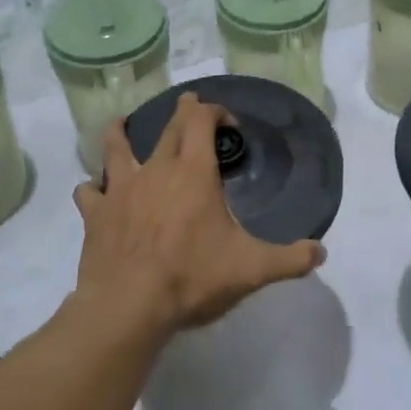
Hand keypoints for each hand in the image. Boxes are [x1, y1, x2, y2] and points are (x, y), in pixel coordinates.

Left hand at [71, 95, 324, 337]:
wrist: (129, 305)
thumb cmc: (192, 277)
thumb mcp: (251, 269)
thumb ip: (290, 259)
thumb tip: (320, 252)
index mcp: (193, 173)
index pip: (201, 121)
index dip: (214, 111)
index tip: (227, 122)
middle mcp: (156, 170)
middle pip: (168, 128)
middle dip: (181, 113)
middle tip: (188, 104)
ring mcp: (121, 190)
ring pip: (117, 149)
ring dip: (121, 134)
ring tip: (120, 124)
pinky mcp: (96, 214)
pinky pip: (90, 192)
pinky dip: (94, 188)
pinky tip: (95, 192)